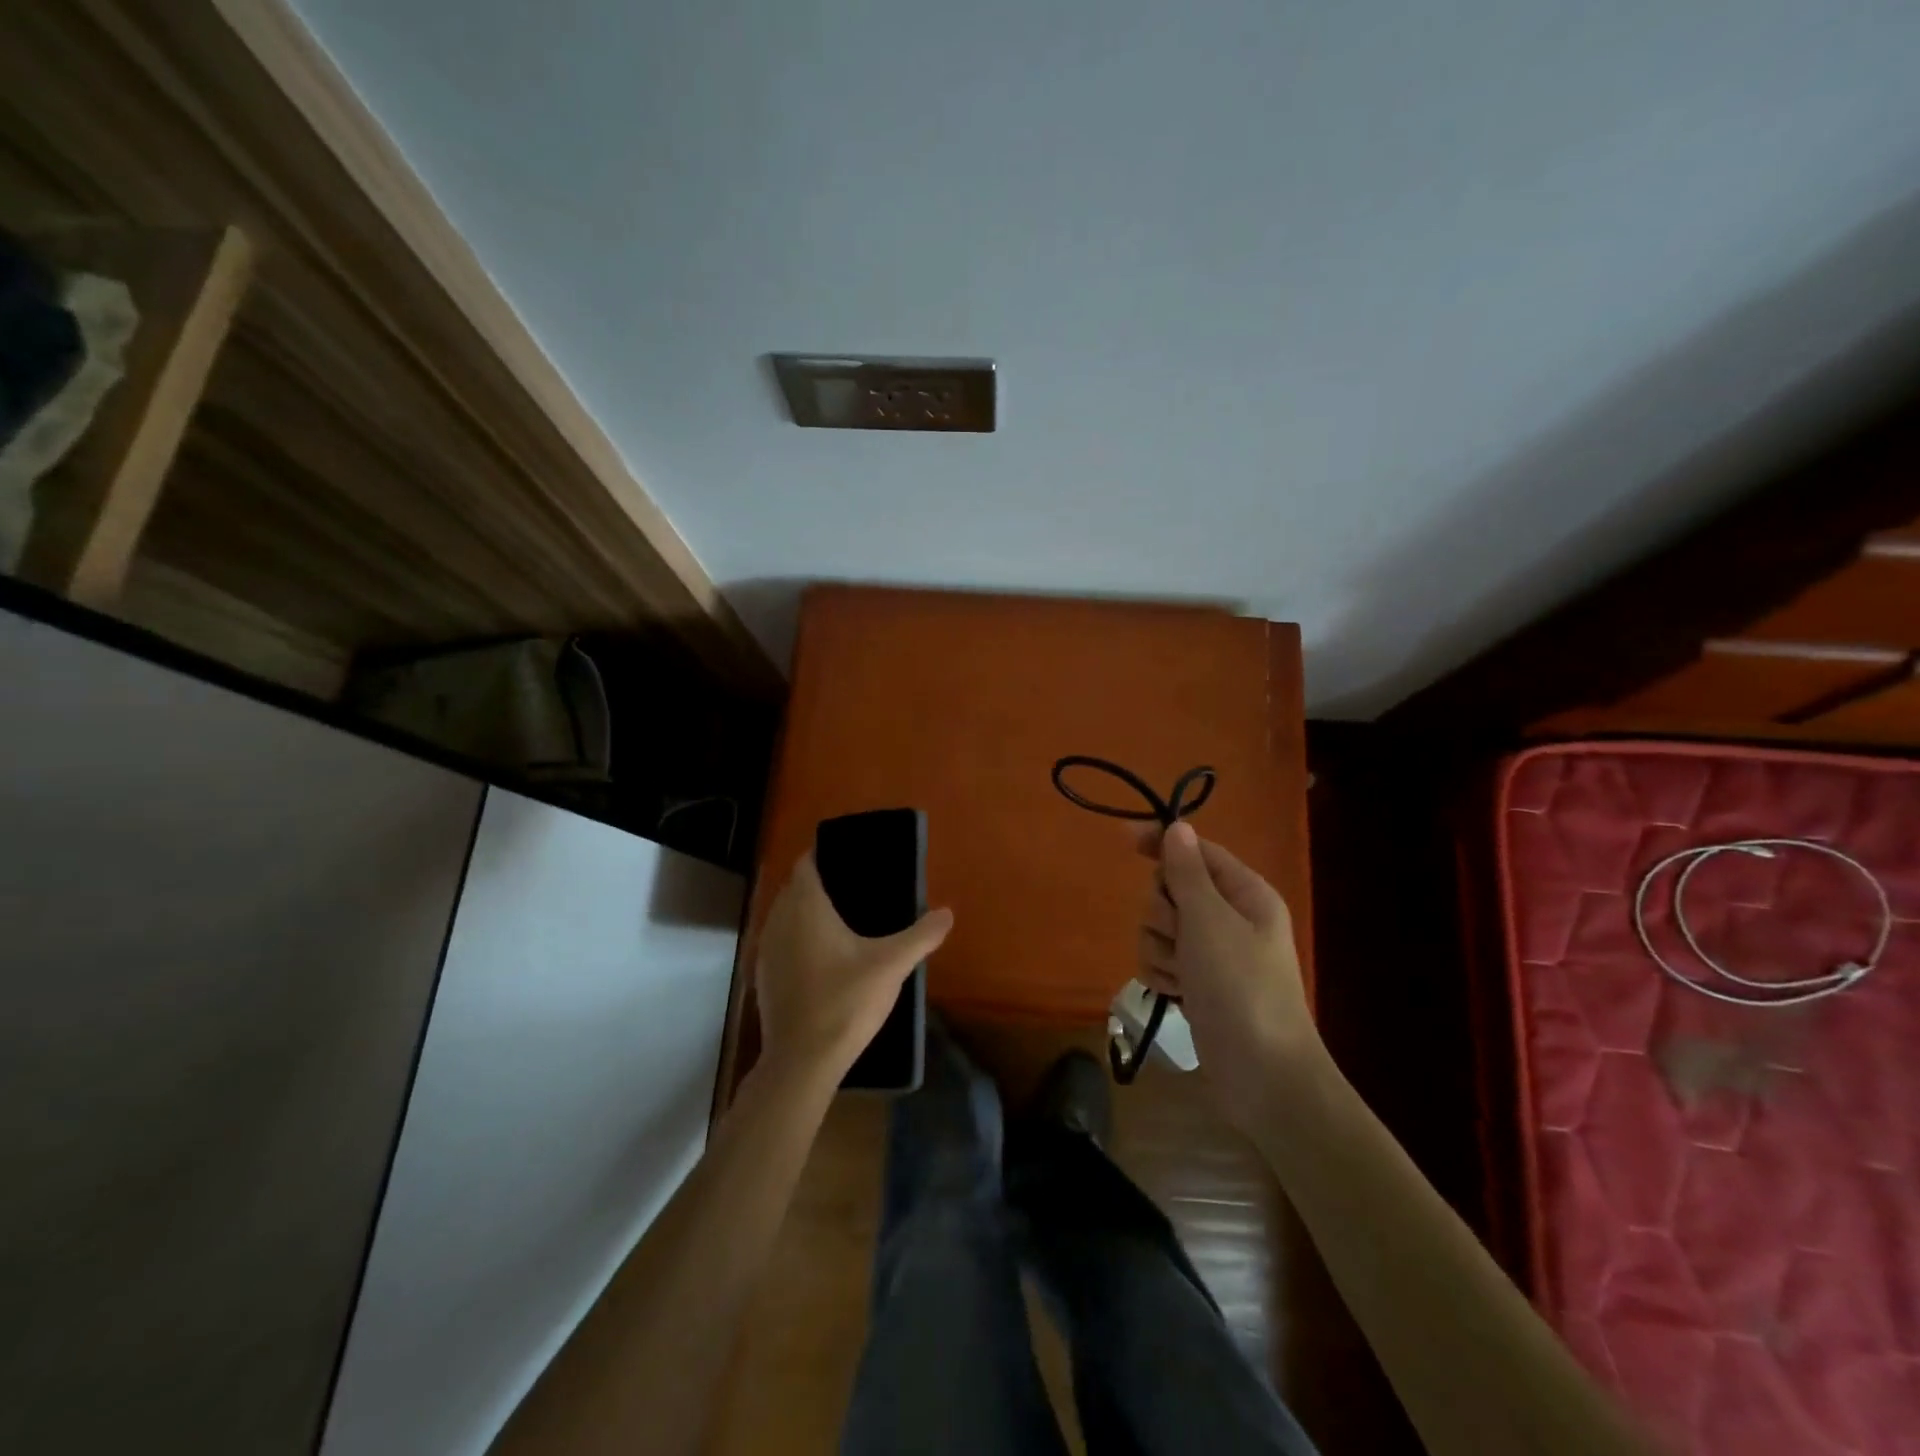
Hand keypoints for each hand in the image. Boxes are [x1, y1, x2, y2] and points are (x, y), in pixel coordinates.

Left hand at [755, 851, 954, 1083]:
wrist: (802, 1061)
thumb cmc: (845, 1001)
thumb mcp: (891, 965)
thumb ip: (921, 936)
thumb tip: (948, 913)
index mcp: (806, 907)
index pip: (805, 865)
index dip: (823, 856)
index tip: (848, 858)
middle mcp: (779, 920)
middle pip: (794, 888)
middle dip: (818, 883)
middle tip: (853, 887)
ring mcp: (766, 950)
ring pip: (784, 916)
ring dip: (805, 912)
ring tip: (840, 920)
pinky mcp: (763, 977)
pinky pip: (780, 942)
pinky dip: (796, 939)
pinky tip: (821, 957)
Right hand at [1135, 822, 1323, 1128]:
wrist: (1262, 1075)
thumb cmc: (1240, 987)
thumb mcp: (1210, 920)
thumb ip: (1187, 872)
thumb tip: (1178, 827)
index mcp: (1244, 893)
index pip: (1195, 851)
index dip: (1162, 842)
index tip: (1125, 838)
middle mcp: (1228, 917)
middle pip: (1170, 890)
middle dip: (1164, 913)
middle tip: (1182, 936)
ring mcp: (1212, 953)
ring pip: (1159, 928)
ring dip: (1162, 949)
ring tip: (1183, 976)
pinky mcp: (1197, 983)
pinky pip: (1160, 960)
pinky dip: (1163, 974)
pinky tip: (1178, 995)